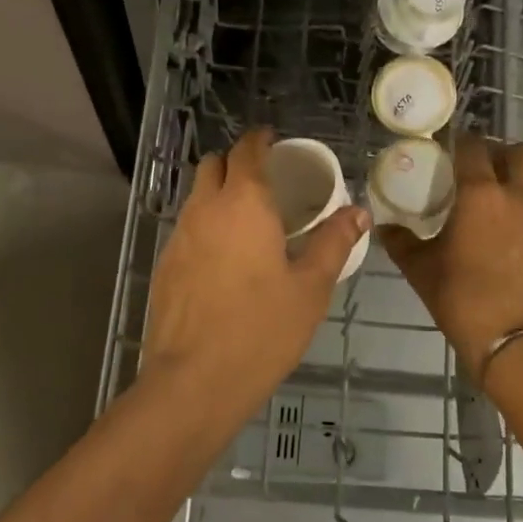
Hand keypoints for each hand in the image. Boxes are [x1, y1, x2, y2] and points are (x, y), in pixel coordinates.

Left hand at [143, 128, 370, 421]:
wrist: (194, 381)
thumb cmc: (262, 329)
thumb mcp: (311, 288)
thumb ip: (334, 242)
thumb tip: (358, 212)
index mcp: (244, 203)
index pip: (247, 150)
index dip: (261, 140)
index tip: (276, 142)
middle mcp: (205, 209)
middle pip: (214, 164)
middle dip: (237, 162)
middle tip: (267, 182)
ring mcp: (179, 237)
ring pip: (197, 197)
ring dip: (220, 195)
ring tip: (250, 221)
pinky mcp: (165, 266)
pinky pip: (188, 228)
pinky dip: (207, 226)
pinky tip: (226, 260)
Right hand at [380, 134, 522, 380]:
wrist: (516, 341)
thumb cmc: (462, 300)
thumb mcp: (421, 270)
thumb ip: (401, 243)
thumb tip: (384, 227)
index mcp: (481, 195)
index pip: (474, 147)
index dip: (462, 141)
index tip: (451, 147)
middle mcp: (518, 196)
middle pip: (519, 152)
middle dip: (500, 153)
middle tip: (482, 168)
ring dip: (522, 176)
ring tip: (504, 194)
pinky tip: (519, 233)